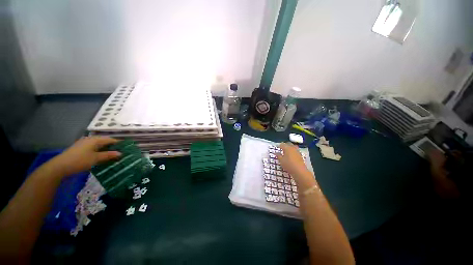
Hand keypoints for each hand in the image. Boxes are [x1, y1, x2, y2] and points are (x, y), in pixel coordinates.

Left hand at [49, 137, 120, 175]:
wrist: (60, 167)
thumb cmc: (79, 161)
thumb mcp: (95, 159)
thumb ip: (108, 155)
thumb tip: (120, 153)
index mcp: (95, 140)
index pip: (111, 140)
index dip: (119, 143)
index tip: (127, 148)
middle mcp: (90, 140)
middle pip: (105, 142)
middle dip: (113, 147)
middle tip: (122, 153)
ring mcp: (84, 144)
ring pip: (99, 146)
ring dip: (107, 150)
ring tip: (114, 156)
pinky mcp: (81, 149)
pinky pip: (94, 149)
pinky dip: (100, 152)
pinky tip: (103, 157)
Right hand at [276, 143, 310, 181]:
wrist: (300, 171)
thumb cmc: (289, 165)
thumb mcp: (281, 160)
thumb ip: (278, 155)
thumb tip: (276, 152)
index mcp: (287, 148)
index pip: (282, 144)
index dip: (279, 145)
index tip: (276, 147)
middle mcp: (292, 148)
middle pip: (288, 144)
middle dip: (284, 145)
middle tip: (281, 148)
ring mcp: (297, 151)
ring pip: (293, 146)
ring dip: (289, 147)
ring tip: (286, 151)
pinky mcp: (300, 155)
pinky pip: (295, 150)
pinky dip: (292, 151)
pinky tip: (291, 155)